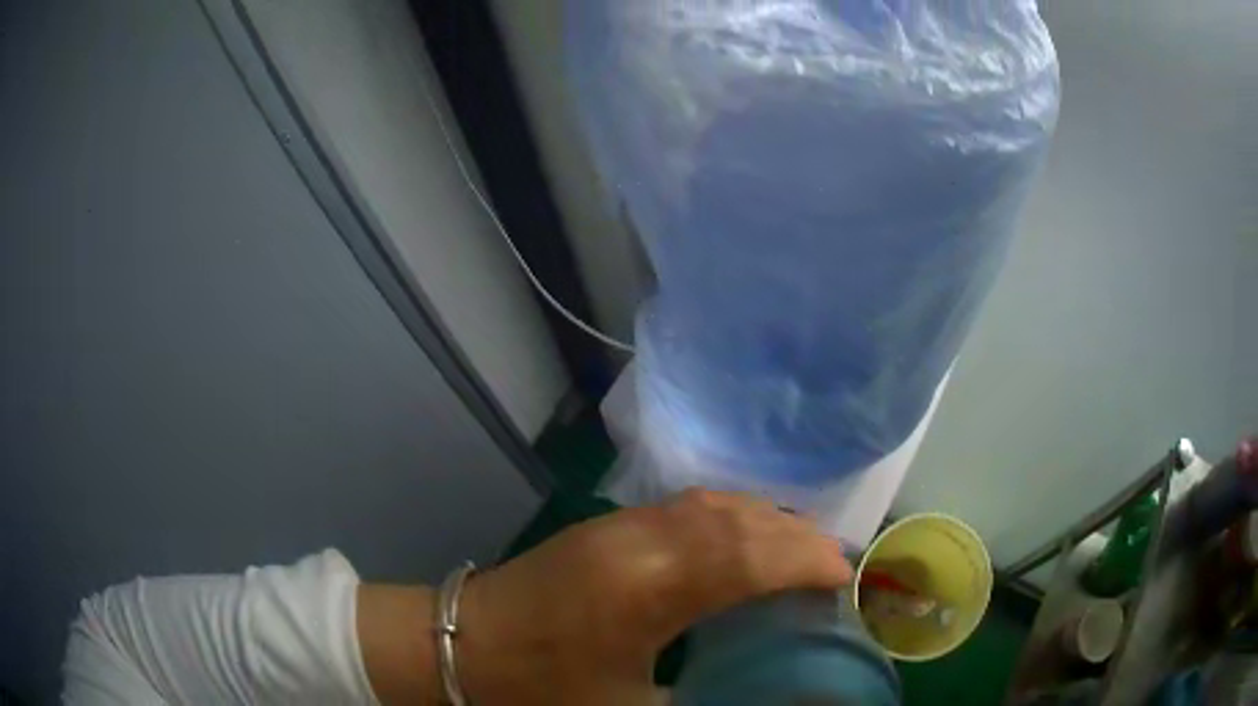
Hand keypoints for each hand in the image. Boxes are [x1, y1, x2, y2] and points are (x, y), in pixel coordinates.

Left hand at [458, 489, 852, 705]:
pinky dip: (729, 517)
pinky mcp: (604, 525)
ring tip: (799, 550)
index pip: (748, 556)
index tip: (844, 577)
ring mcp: (617, 525)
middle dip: (795, 537)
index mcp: (647, 589)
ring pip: (712, 504)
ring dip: (764, 521)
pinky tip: (741, 540)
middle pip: (737, 519)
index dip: (806, 560)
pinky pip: (685, 507)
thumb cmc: (541, 688)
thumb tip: (758, 696)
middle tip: (832, 565)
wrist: (459, 645)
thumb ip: (702, 702)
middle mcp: (638, 541)